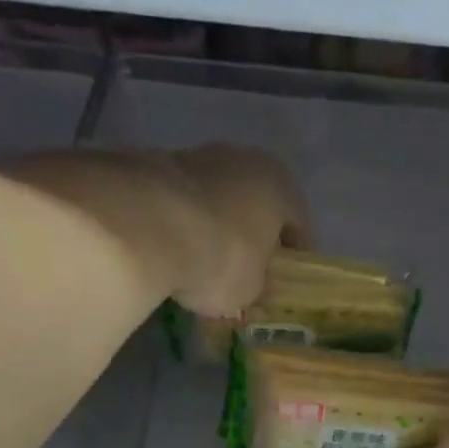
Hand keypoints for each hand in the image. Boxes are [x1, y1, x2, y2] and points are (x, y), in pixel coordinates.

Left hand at [164, 144, 309, 316]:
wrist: (148, 224)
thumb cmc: (223, 257)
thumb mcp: (253, 290)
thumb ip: (259, 286)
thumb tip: (252, 289)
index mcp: (280, 184)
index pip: (299, 229)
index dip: (295, 264)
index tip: (288, 289)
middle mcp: (243, 159)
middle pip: (256, 210)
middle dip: (253, 244)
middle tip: (248, 281)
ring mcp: (197, 157)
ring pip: (218, 204)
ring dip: (216, 234)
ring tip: (206, 272)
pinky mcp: (156, 166)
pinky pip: (183, 207)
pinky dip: (184, 229)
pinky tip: (176, 259)